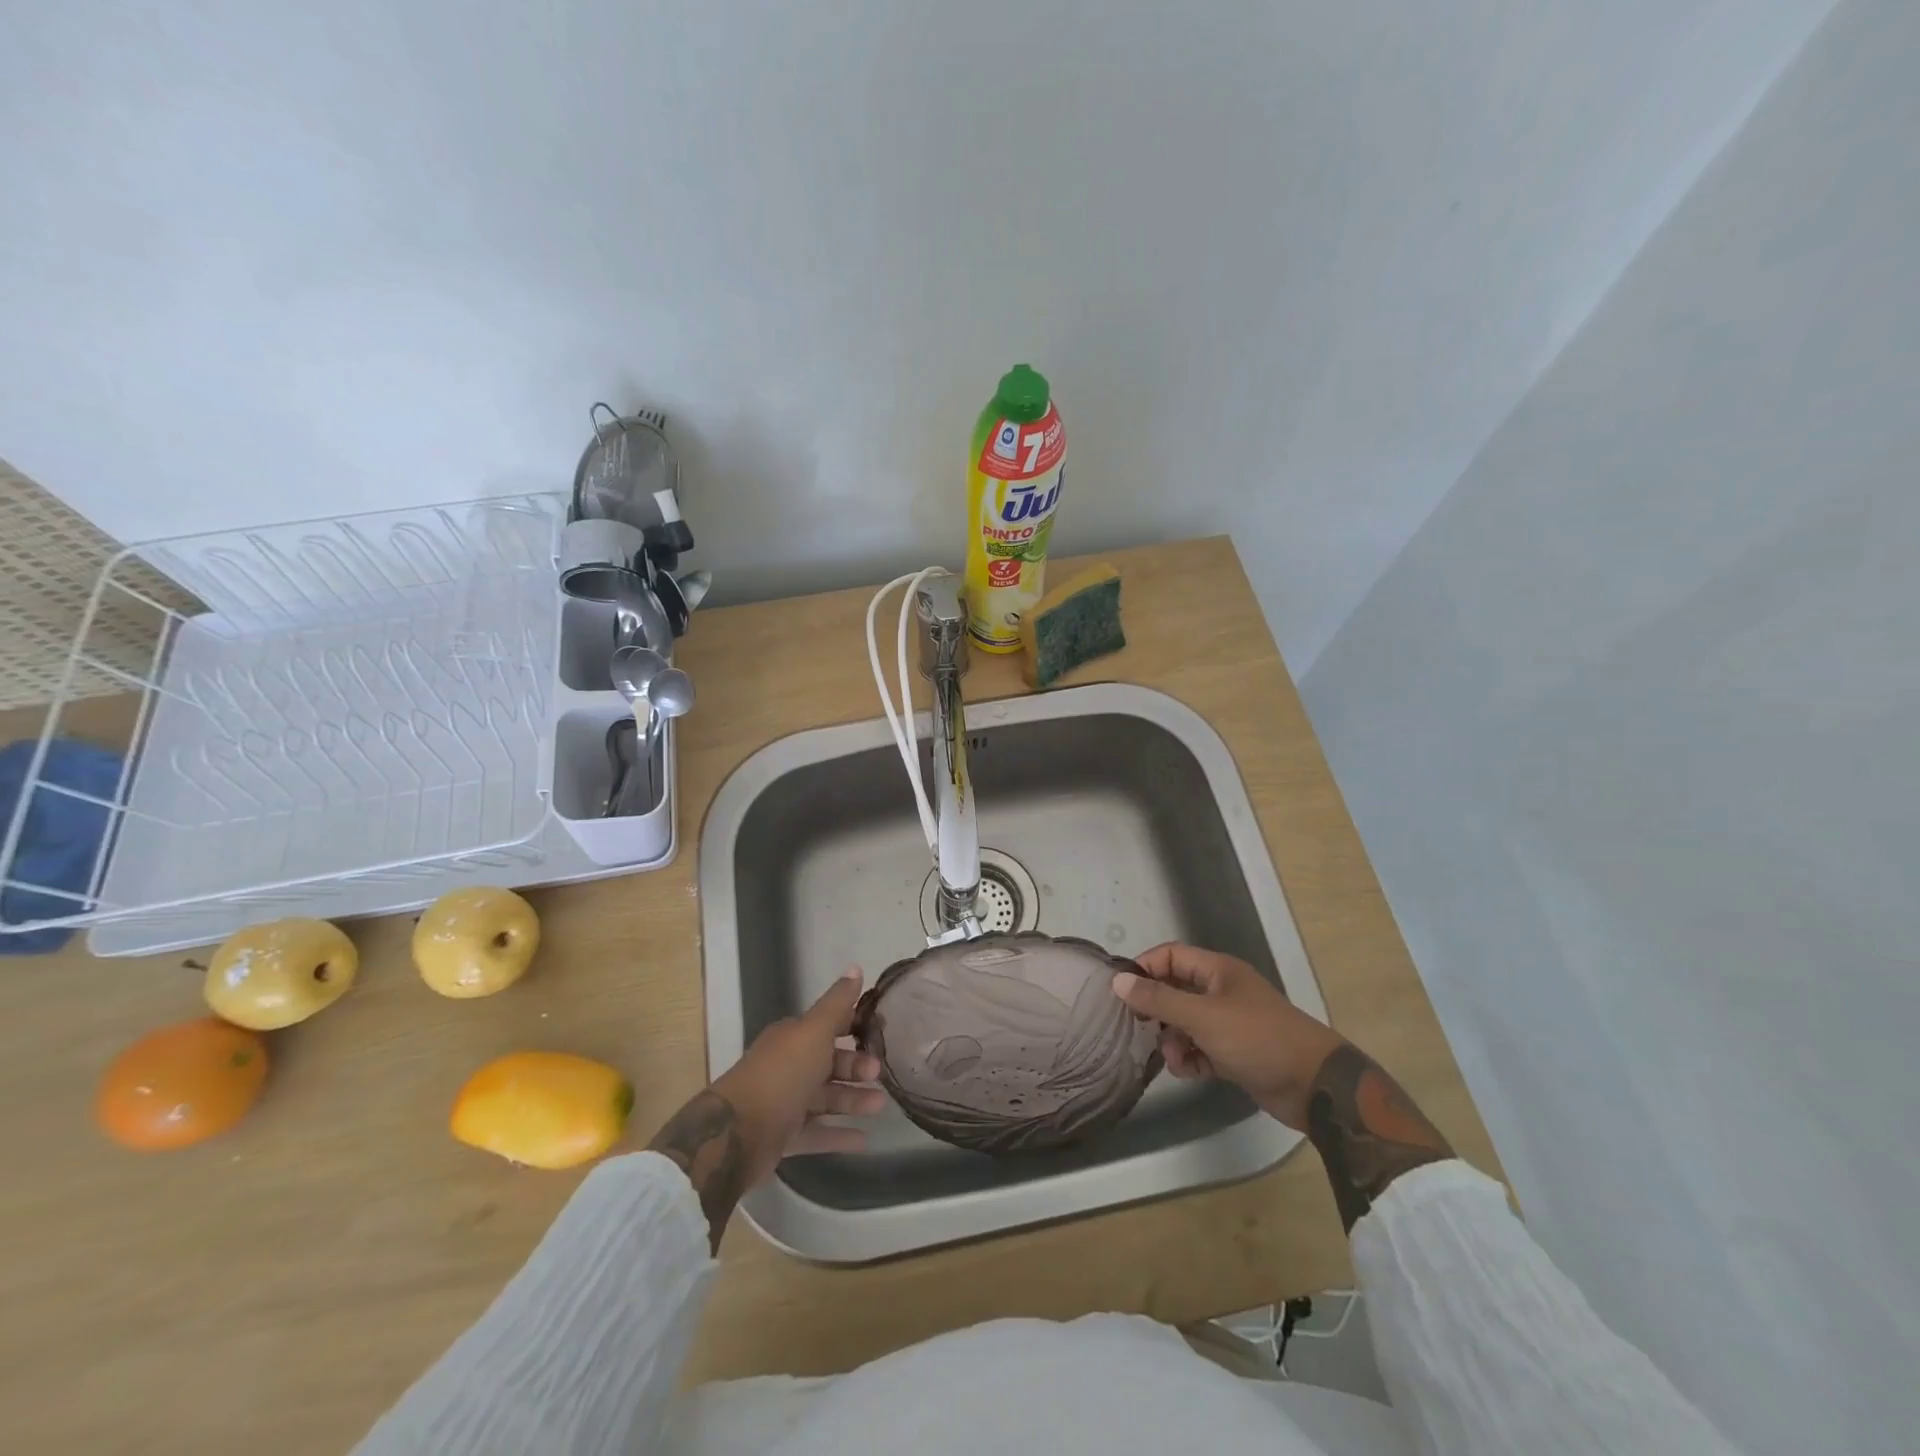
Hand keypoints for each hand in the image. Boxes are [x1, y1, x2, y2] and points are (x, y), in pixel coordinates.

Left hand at [712, 969, 886, 1175]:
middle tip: (880, 1074)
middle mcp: (788, 1067)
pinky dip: (839, 1136)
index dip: (855, 1026)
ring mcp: (784, 1103)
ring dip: (853, 1100)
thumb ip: (837, 1003)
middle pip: (829, 1064)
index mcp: (793, 1038)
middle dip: (856, 1067)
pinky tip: (864, 1140)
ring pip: (825, 1098)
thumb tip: (856, 967)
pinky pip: (817, 1133)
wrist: (737, 1133)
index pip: (829, 1026)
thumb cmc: (781, 1074)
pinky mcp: (783, 1136)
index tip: (882, 1032)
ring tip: (880, 1106)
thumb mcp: (814, 1031)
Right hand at [1112, 943, 1344, 1130]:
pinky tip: (1187, 1071)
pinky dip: (1190, 1058)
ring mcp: (1230, 1024)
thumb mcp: (1202, 1016)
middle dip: (1157, 1010)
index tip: (1123, 991)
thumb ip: (1158, 998)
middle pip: (1175, 990)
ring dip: (1173, 1039)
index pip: (1171, 956)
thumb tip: (1118, 981)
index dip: (1145, 968)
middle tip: (1139, 1027)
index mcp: (1218, 971)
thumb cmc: (1257, 1038)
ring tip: (1174, 1058)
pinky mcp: (1235, 1054)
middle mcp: (1222, 992)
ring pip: (1185, 1023)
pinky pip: (1200, 1049)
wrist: (1315, 1086)